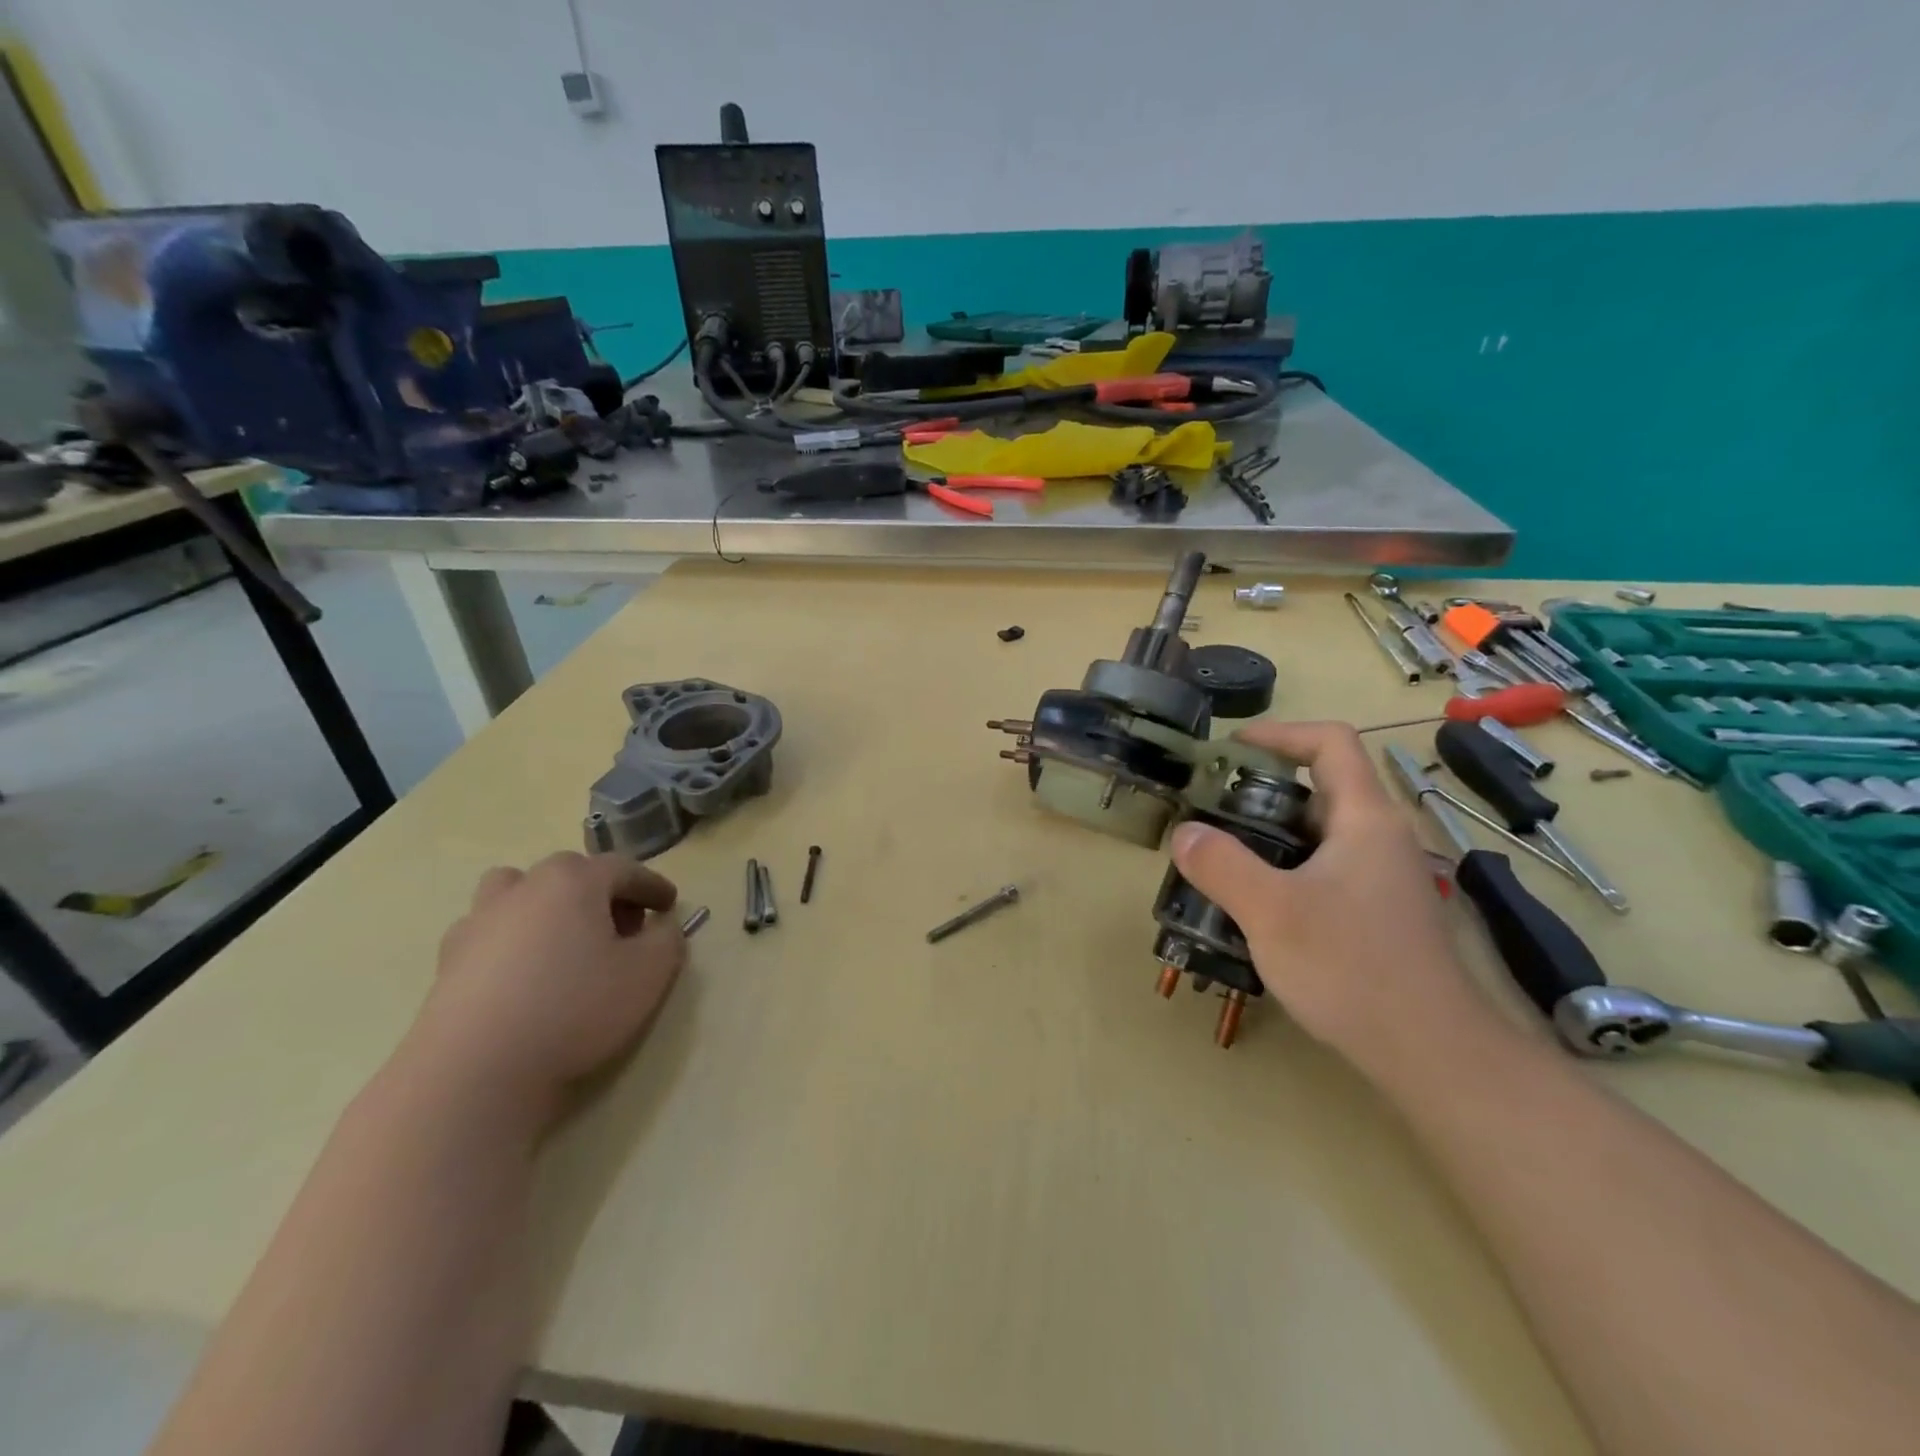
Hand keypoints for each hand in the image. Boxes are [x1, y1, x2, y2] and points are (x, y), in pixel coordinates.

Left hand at [404, 852, 685, 1131]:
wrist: (475, 1071)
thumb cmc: (575, 1009)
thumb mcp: (649, 974)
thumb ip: (668, 939)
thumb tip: (661, 925)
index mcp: (573, 881)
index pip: (623, 868)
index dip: (652, 886)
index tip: (670, 906)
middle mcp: (523, 888)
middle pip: (571, 874)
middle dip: (602, 893)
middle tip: (623, 927)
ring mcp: (479, 921)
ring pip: (518, 891)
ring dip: (546, 904)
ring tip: (564, 939)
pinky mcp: (448, 960)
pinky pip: (490, 930)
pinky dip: (512, 938)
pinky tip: (525, 972)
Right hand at [1171, 721, 1494, 1074]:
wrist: (1430, 1054)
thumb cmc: (1352, 969)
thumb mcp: (1272, 912)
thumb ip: (1221, 865)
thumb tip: (1184, 833)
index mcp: (1365, 819)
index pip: (1331, 743)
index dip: (1280, 733)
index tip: (1231, 748)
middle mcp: (1379, 838)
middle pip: (1320, 788)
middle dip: (1261, 790)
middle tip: (1210, 810)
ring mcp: (1381, 878)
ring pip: (1318, 834)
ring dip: (1268, 834)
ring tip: (1219, 857)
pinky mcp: (1376, 913)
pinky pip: (1323, 869)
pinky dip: (1283, 868)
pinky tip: (1253, 904)